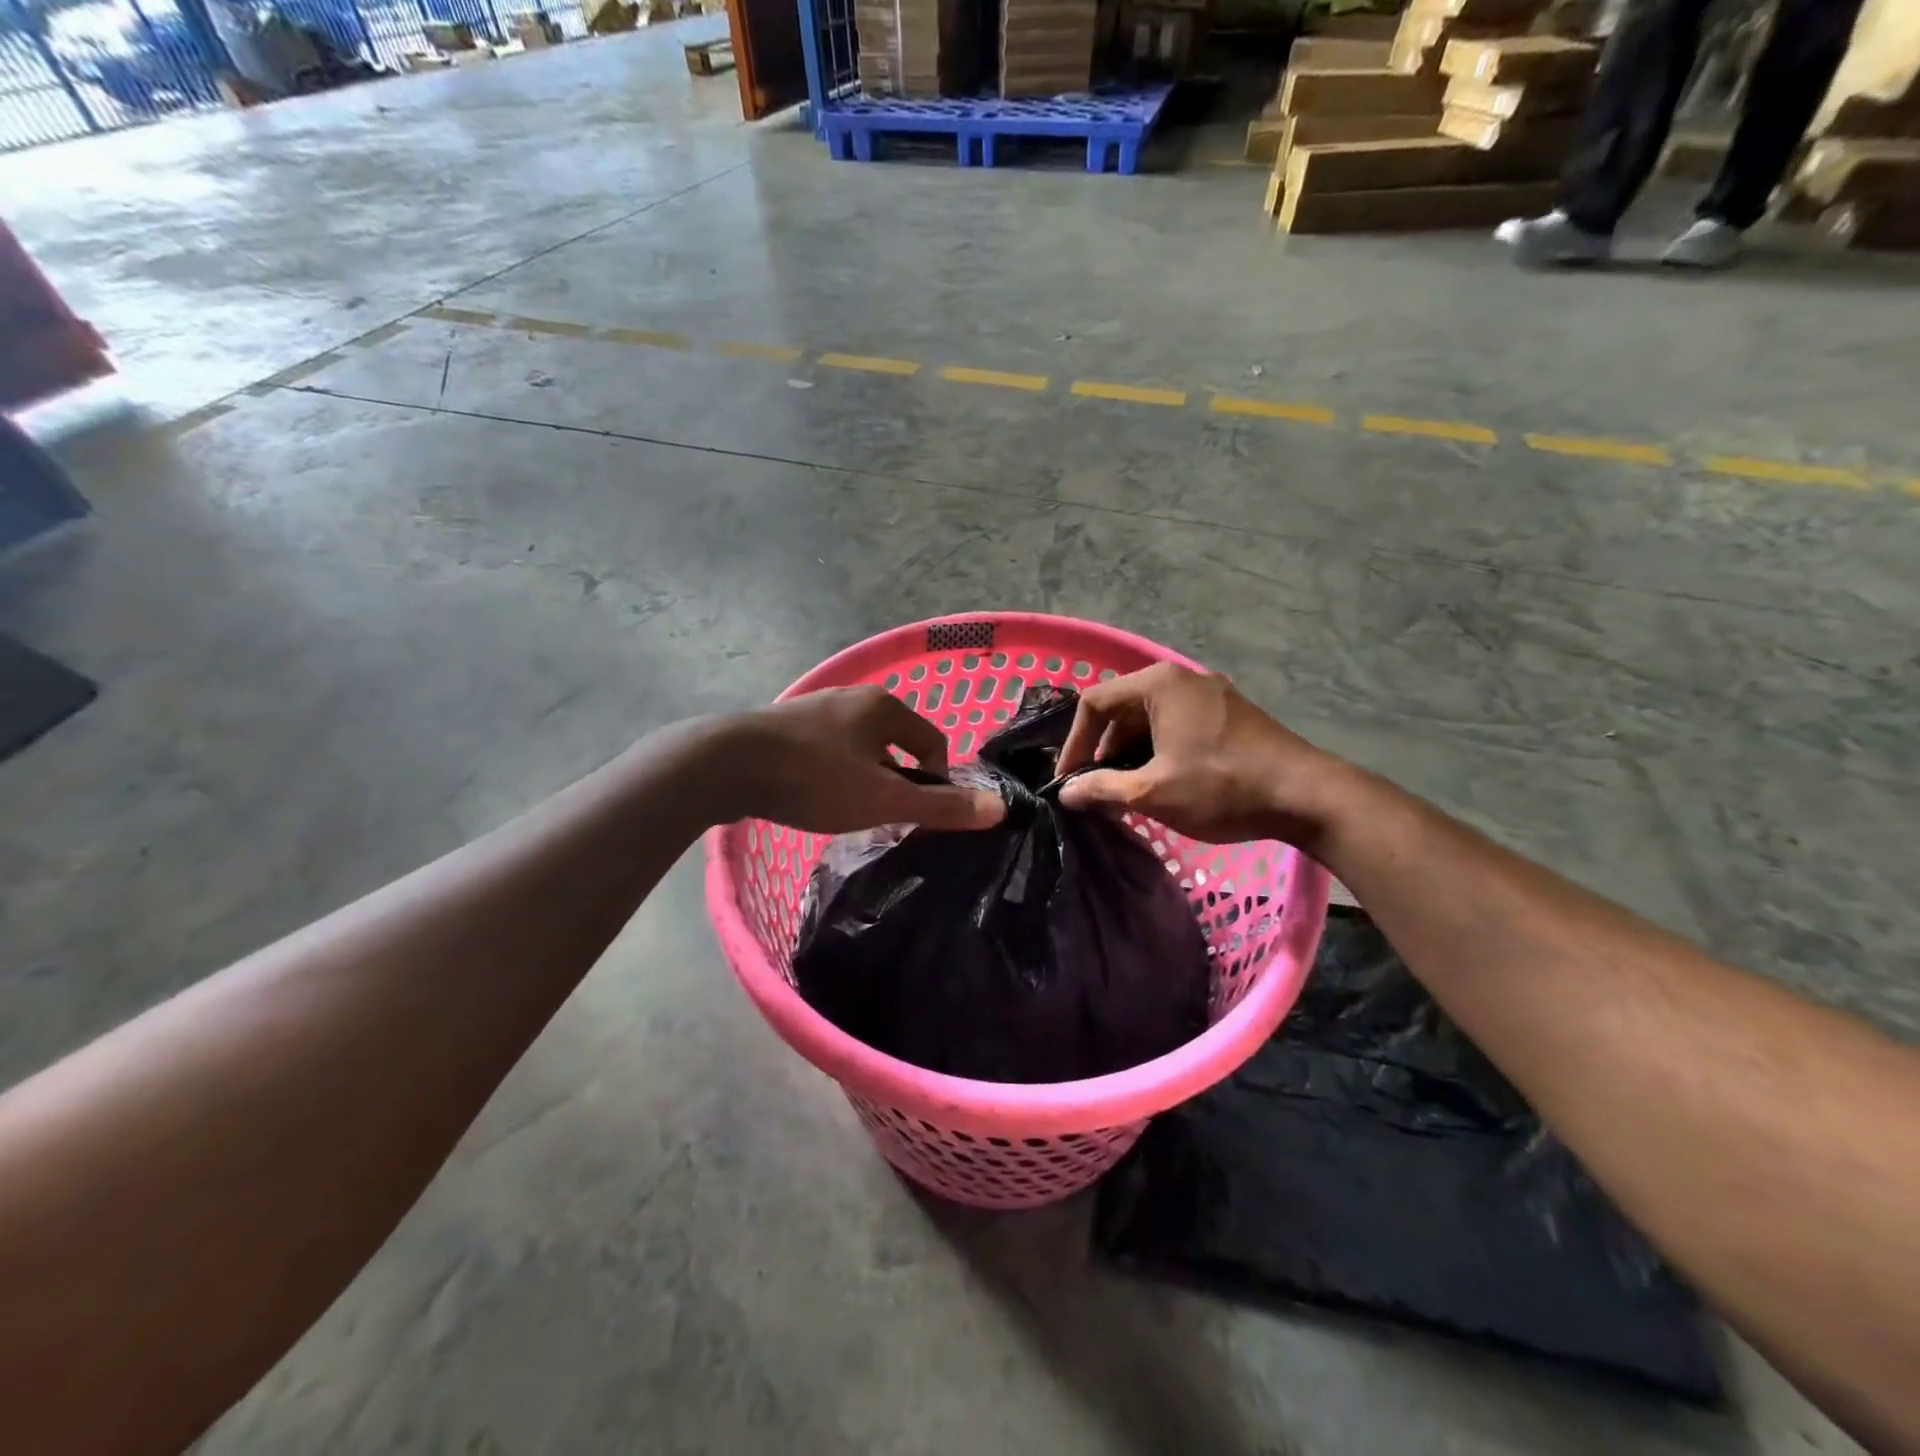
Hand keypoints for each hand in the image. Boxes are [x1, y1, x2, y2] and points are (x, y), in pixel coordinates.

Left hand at [723, 686, 1004, 834]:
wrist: (724, 765)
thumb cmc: (814, 778)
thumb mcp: (883, 799)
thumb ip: (940, 806)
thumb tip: (999, 808)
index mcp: (884, 706)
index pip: (932, 742)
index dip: (936, 780)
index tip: (918, 813)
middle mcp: (852, 698)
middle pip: (894, 744)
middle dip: (895, 780)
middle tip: (883, 816)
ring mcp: (814, 709)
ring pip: (857, 748)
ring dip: (862, 778)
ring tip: (847, 811)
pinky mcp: (783, 726)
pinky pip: (825, 751)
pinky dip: (830, 774)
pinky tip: (813, 797)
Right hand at [1055, 663, 1348, 845]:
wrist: (1307, 795)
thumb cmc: (1221, 787)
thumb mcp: (1153, 792)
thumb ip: (1102, 788)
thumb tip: (1066, 793)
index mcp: (1158, 685)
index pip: (1094, 703)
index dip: (1074, 744)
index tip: (1069, 781)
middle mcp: (1182, 678)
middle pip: (1122, 709)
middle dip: (1104, 751)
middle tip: (1097, 789)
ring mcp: (1210, 693)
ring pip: (1150, 719)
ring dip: (1131, 754)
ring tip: (1127, 792)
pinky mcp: (1230, 712)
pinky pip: (1177, 724)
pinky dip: (1159, 750)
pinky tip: (1162, 782)